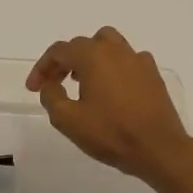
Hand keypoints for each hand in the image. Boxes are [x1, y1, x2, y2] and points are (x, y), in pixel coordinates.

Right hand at [26, 27, 192, 186]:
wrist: (159, 149)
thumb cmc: (111, 133)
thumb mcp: (68, 120)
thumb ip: (51, 97)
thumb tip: (50, 85)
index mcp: (93, 56)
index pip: (59, 51)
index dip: (42, 67)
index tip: (34, 88)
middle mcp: (116, 50)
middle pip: (83, 44)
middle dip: (64, 61)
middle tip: (54, 84)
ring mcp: (138, 60)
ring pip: (108, 45)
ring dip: (90, 58)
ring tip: (82, 80)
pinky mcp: (153, 74)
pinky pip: (127, 60)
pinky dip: (113, 67)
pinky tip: (111, 89)